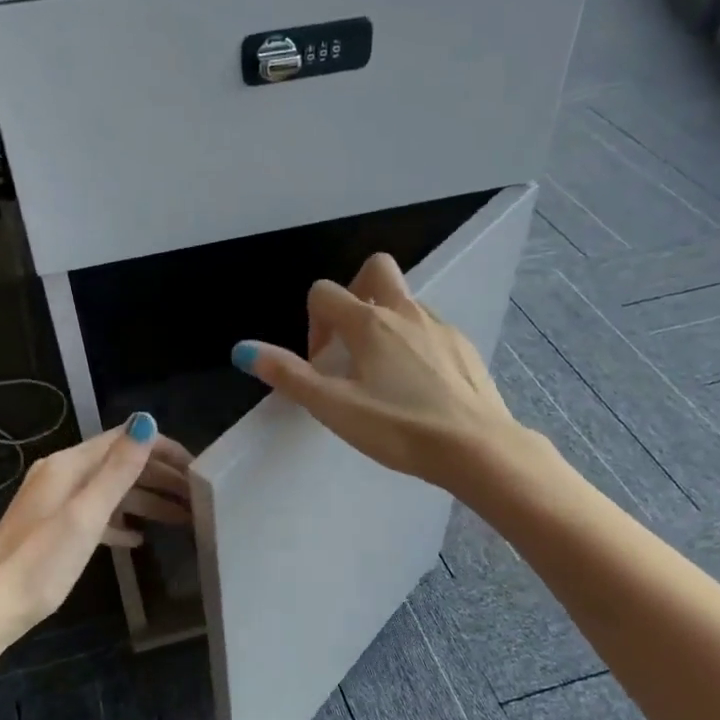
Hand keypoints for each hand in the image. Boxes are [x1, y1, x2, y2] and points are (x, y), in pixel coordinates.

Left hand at [0, 415, 192, 641]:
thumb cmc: (42, 561)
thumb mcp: (86, 514)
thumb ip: (118, 469)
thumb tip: (146, 421)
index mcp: (69, 465)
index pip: (124, 440)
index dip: (163, 449)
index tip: (198, 469)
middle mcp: (62, 475)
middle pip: (120, 465)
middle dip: (160, 477)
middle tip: (198, 497)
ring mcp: (56, 502)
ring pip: (111, 491)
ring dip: (147, 501)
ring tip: (182, 519)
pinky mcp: (54, 528)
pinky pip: (97, 514)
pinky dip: (121, 522)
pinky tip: (138, 540)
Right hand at [231, 253, 520, 493]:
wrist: (477, 448)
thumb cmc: (399, 428)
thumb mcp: (334, 407)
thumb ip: (289, 376)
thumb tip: (243, 349)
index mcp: (370, 323)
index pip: (325, 293)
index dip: (312, 322)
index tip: (320, 363)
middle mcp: (406, 313)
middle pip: (375, 271)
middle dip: (354, 295)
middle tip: (349, 343)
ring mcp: (441, 327)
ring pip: (405, 303)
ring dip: (385, 324)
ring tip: (381, 375)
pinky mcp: (464, 347)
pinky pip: (431, 329)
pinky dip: (414, 344)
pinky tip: (417, 387)